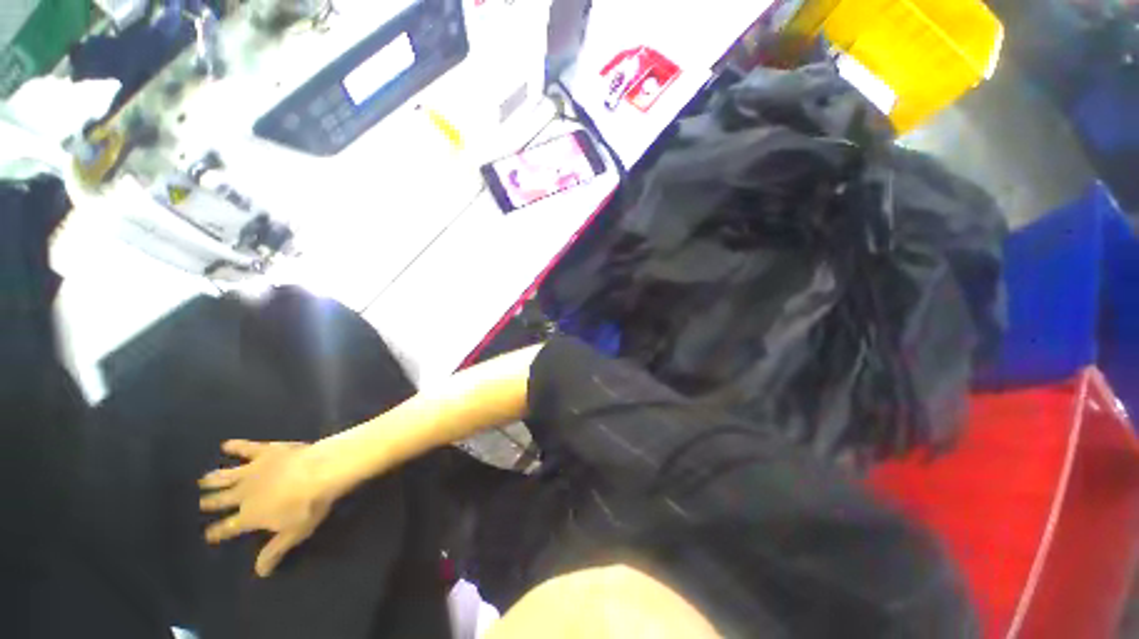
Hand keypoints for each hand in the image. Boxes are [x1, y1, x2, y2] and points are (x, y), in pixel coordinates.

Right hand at [199, 439, 339, 576]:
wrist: (320, 471)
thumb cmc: (309, 505)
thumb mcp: (293, 533)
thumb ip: (275, 551)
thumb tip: (260, 573)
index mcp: (249, 516)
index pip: (228, 528)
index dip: (217, 532)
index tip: (207, 535)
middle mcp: (244, 494)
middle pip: (223, 499)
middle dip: (211, 502)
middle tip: (201, 503)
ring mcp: (253, 470)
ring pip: (227, 476)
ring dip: (215, 478)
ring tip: (203, 479)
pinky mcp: (266, 451)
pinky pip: (247, 448)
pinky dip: (237, 446)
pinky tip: (227, 444)